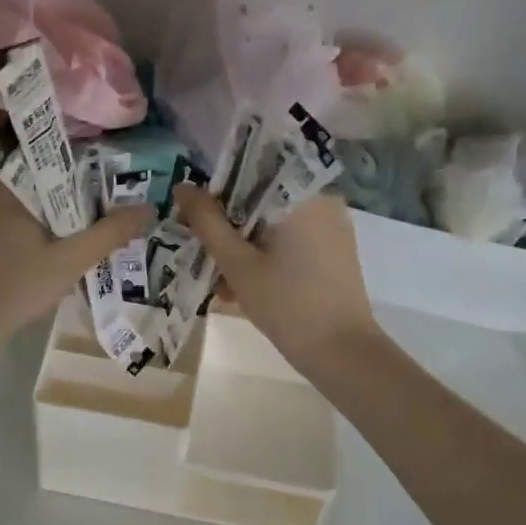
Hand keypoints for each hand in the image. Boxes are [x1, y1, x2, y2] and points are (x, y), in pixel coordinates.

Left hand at [0, 179, 152, 357]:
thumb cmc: (12, 289)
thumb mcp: (69, 262)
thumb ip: (109, 233)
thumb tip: (147, 207)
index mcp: (6, 182)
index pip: (58, 164)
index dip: (89, 180)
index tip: (111, 201)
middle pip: (42, 187)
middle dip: (70, 208)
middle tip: (97, 231)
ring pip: (25, 208)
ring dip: (49, 225)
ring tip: (75, 249)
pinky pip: (6, 224)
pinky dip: (27, 237)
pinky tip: (40, 262)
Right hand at [174, 184, 381, 377]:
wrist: (343, 354)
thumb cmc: (287, 304)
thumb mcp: (238, 264)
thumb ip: (207, 222)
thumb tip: (183, 187)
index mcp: (303, 194)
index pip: (252, 170)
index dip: (218, 189)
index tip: (195, 213)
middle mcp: (323, 200)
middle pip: (263, 198)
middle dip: (230, 223)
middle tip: (203, 250)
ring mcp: (332, 227)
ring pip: (275, 223)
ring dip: (246, 244)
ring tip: (220, 279)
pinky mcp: (335, 251)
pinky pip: (292, 240)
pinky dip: (267, 255)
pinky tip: (245, 286)